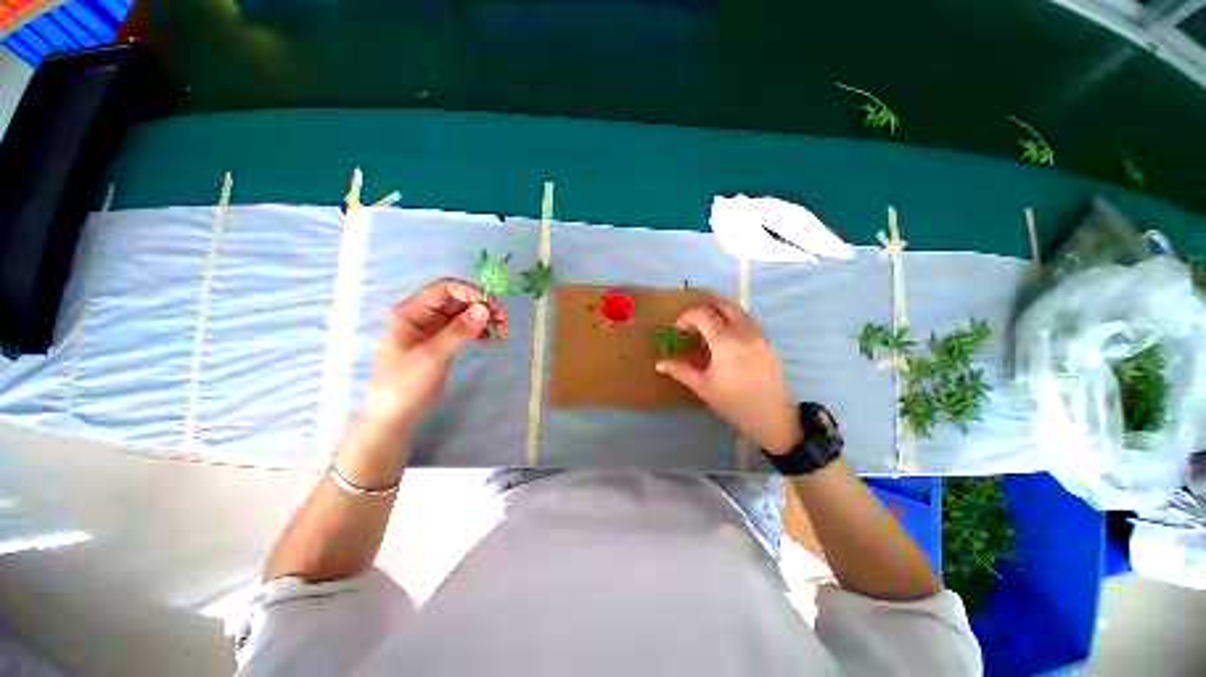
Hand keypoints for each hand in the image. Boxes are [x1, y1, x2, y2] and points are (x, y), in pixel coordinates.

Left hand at [364, 279, 506, 435]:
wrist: (396, 416)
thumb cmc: (407, 384)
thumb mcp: (433, 355)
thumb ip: (459, 331)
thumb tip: (485, 309)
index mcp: (412, 312)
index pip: (445, 288)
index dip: (471, 292)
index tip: (493, 307)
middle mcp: (422, 315)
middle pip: (457, 299)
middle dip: (482, 306)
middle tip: (503, 321)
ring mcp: (432, 329)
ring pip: (463, 313)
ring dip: (483, 318)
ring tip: (501, 331)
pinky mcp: (442, 342)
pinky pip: (464, 328)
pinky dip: (478, 330)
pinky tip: (489, 340)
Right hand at [655, 300, 802, 454]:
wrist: (772, 418)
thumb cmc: (733, 403)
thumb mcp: (703, 387)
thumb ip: (680, 370)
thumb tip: (659, 364)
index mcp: (726, 344)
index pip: (704, 315)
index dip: (687, 317)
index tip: (679, 328)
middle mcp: (745, 333)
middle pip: (724, 306)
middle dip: (705, 310)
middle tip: (694, 325)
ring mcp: (760, 336)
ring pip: (739, 312)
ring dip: (721, 314)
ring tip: (709, 331)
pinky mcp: (769, 342)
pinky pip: (749, 323)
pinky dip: (734, 322)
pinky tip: (728, 341)